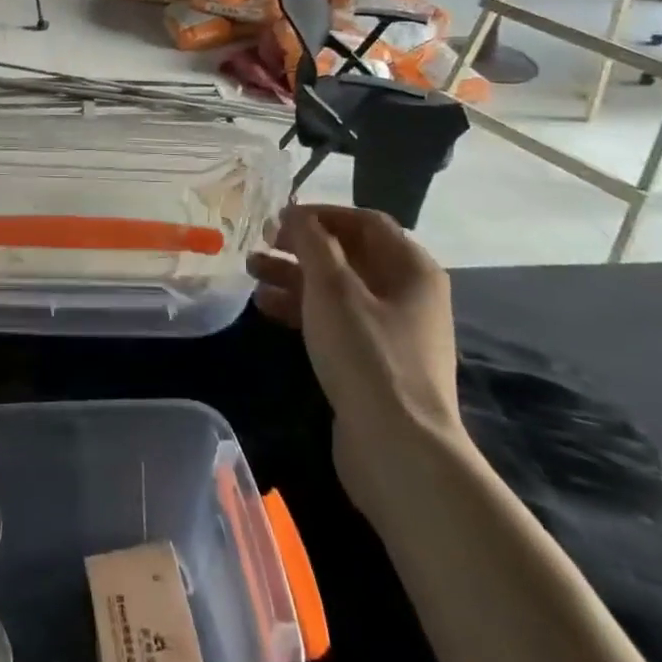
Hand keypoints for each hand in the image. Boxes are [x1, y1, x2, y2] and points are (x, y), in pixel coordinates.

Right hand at [249, 205, 467, 511]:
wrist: (398, 448)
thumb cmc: (367, 354)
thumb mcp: (333, 288)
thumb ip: (312, 242)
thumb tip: (297, 213)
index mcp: (411, 267)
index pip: (364, 221)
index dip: (320, 214)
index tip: (278, 217)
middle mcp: (407, 293)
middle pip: (348, 254)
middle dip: (300, 246)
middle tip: (259, 243)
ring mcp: (391, 330)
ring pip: (336, 288)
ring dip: (294, 275)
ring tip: (251, 271)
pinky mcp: (373, 360)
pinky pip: (334, 319)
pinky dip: (302, 308)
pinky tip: (264, 307)